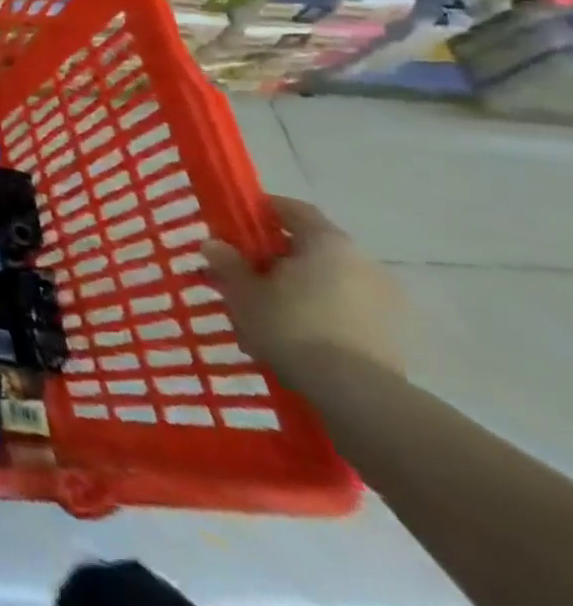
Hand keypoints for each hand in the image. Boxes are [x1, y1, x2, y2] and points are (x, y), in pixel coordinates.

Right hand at [201, 196, 404, 388]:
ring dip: (296, 287)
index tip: (234, 224)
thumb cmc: (292, 326)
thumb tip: (215, 245)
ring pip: (327, 281)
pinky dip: (317, 312)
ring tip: (263, 308)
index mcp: (328, 243)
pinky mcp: (391, 335)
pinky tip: (291, 333)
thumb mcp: (243, 291)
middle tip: (242, 271)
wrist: (358, 396)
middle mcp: (363, 263)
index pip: (293, 209)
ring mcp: (384, 302)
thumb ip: (227, 263)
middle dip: (275, 257)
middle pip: (311, 247)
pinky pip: (344, 309)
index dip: (261, 211)